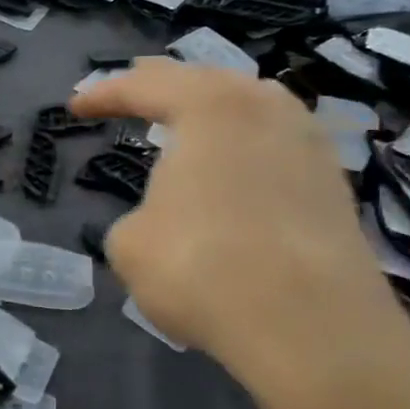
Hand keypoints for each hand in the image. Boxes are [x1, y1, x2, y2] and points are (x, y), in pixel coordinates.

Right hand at [73, 59, 409, 408]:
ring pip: (251, 106)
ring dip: (211, 110)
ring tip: (186, 121)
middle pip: (205, 80)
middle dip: (161, 85)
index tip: (75, 107)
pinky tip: (234, 167)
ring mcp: (309, 144)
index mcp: (208, 107)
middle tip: (131, 92)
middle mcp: (265, 108)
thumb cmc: (201, 267)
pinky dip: (244, 146)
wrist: (311, 327)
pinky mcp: (335, 185)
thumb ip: (138, 216)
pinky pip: (276, 144)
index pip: (144, 85)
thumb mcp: (129, 242)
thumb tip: (163, 221)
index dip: (103, 94)